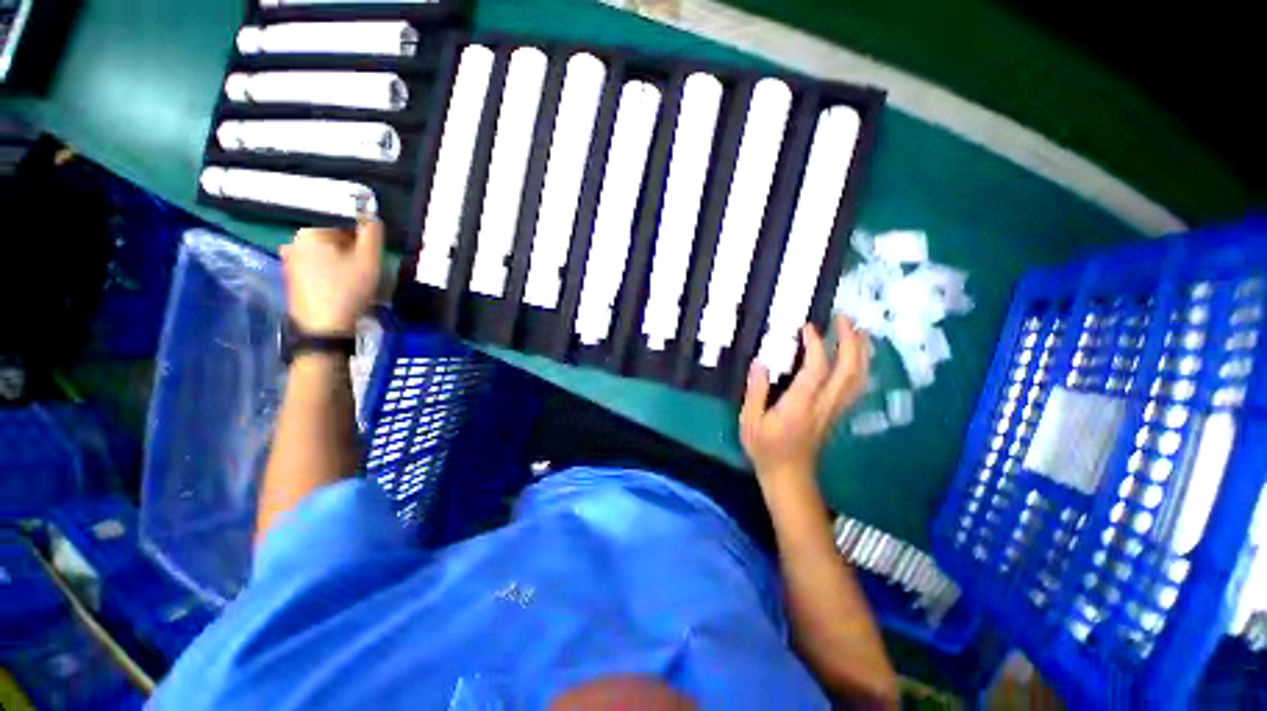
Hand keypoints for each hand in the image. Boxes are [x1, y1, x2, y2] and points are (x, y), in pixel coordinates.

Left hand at [279, 218, 382, 334]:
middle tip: (366, 268)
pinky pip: (316, 264)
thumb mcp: (369, 261)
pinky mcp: (291, 276)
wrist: (323, 327)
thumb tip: (372, 216)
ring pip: (325, 251)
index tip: (372, 254)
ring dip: (342, 259)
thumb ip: (373, 234)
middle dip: (351, 248)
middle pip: (333, 236)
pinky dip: (331, 270)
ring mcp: (290, 259)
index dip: (363, 236)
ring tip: (355, 278)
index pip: (343, 221)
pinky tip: (341, 285)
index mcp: (310, 231)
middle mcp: (294, 240)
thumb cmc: (348, 290)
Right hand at [740, 315, 869, 482]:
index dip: (816, 346)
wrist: (789, 476)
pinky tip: (855, 357)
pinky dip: (860, 366)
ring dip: (861, 352)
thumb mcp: (750, 422)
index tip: (808, 327)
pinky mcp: (837, 412)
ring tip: (857, 331)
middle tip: (844, 318)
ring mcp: (834, 409)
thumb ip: (755, 392)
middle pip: (849, 371)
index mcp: (800, 406)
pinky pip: (855, 386)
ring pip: (858, 378)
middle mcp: (824, 405)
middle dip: (850, 342)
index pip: (816, 370)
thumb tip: (760, 363)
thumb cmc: (766, 449)